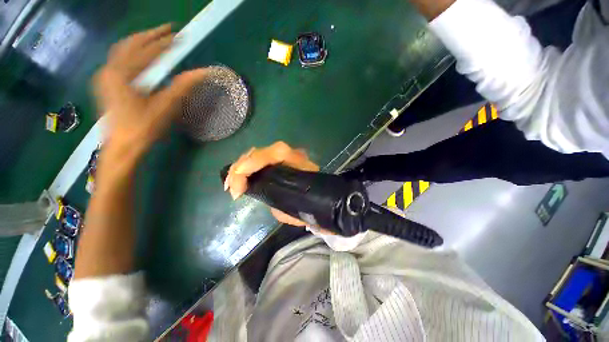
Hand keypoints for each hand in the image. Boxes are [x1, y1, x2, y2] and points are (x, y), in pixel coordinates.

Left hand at [93, 24, 209, 155]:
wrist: (123, 145)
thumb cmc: (144, 127)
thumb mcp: (166, 107)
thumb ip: (183, 86)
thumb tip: (203, 72)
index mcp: (123, 74)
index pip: (147, 50)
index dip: (165, 42)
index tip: (179, 35)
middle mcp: (110, 70)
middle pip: (130, 44)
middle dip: (150, 35)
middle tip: (168, 30)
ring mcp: (106, 76)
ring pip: (122, 50)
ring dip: (140, 41)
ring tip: (156, 38)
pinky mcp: (107, 83)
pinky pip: (119, 59)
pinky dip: (132, 52)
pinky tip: (140, 54)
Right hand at [225, 141, 318, 226]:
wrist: (323, 201)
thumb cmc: (309, 207)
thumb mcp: (290, 208)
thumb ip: (272, 196)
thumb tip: (256, 189)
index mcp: (300, 163)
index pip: (276, 152)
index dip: (252, 164)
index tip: (237, 189)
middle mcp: (293, 154)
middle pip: (262, 151)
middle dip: (240, 168)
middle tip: (230, 188)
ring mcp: (285, 156)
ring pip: (258, 154)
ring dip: (240, 167)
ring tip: (231, 184)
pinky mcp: (280, 161)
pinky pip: (260, 160)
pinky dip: (247, 167)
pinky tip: (239, 178)